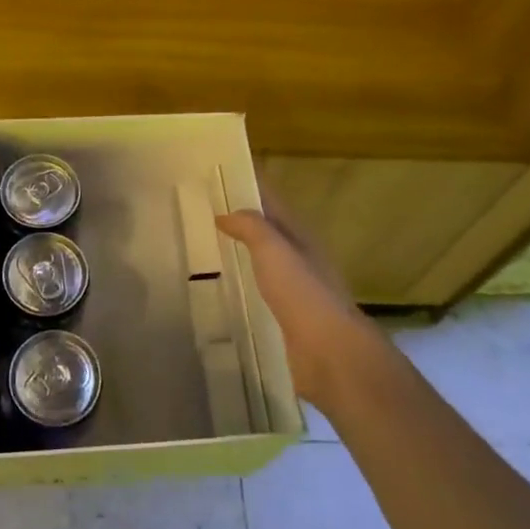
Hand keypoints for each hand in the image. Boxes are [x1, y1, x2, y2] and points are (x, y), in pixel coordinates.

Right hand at [216, 194, 376, 411]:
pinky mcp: (285, 319)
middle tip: (199, 211)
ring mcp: (294, 291)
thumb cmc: (303, 293)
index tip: (216, 174)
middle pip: (266, 231)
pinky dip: (241, 285)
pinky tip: (220, 290)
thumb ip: (251, 227)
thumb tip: (226, 213)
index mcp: (299, 236)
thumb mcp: (274, 249)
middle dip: (239, 220)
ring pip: (261, 263)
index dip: (247, 185)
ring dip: (238, 253)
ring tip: (202, 249)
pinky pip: (258, 293)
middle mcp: (299, 259)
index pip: (270, 201)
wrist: (330, 353)